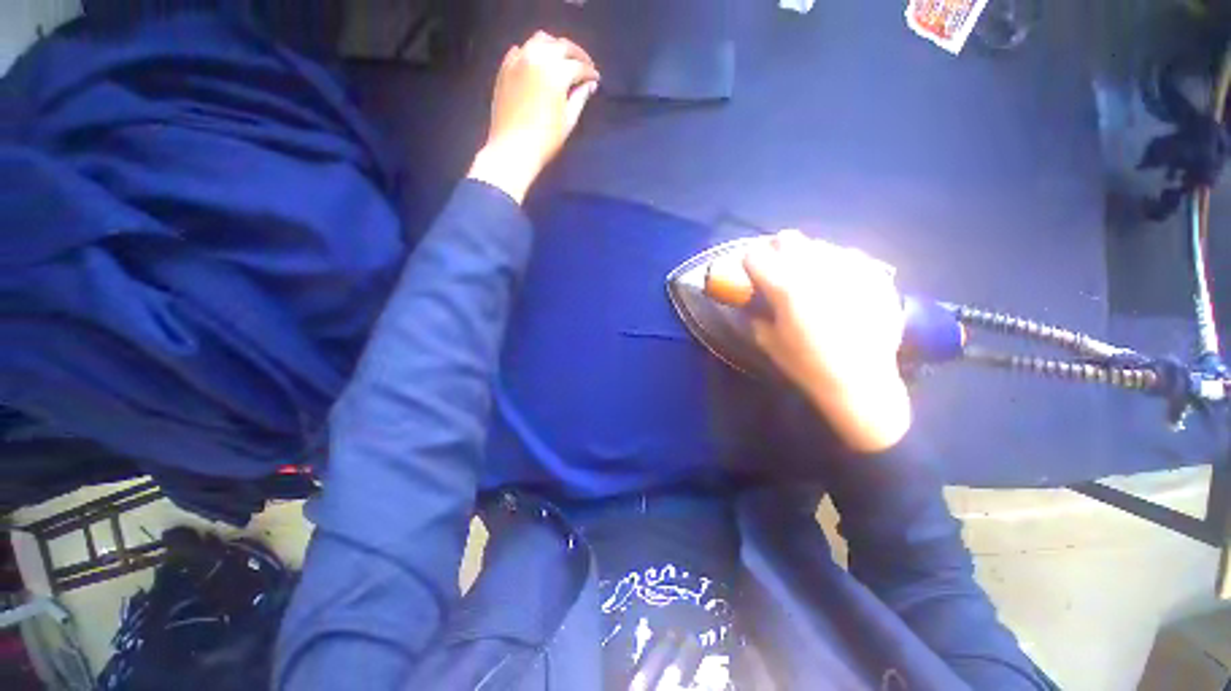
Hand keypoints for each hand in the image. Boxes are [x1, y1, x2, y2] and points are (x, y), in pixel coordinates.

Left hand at [468, 32, 599, 203]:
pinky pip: (520, 50)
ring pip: (540, 40)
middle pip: (561, 46)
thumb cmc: (545, 140)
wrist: (513, 149)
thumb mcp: (568, 121)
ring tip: (562, 60)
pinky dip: (532, 52)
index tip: (596, 79)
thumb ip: (580, 98)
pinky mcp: (505, 69)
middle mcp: (537, 58)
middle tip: (584, 66)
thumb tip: (590, 84)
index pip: (578, 66)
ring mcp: (518, 60)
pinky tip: (538, 63)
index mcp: (556, 72)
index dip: (590, 72)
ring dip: (555, 47)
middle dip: (576, 54)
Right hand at [743, 230, 911, 452]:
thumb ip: (756, 315)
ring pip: (818, 244)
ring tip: (809, 277)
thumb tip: (753, 302)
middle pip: (788, 238)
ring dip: (806, 256)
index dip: (748, 262)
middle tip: (777, 268)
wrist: (862, 382)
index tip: (749, 272)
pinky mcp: (875, 274)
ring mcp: (850, 268)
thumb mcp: (768, 342)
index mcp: (786, 289)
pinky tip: (838, 283)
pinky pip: (848, 255)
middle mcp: (817, 270)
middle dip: (776, 251)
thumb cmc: (807, 366)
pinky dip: (836, 264)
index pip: (755, 256)